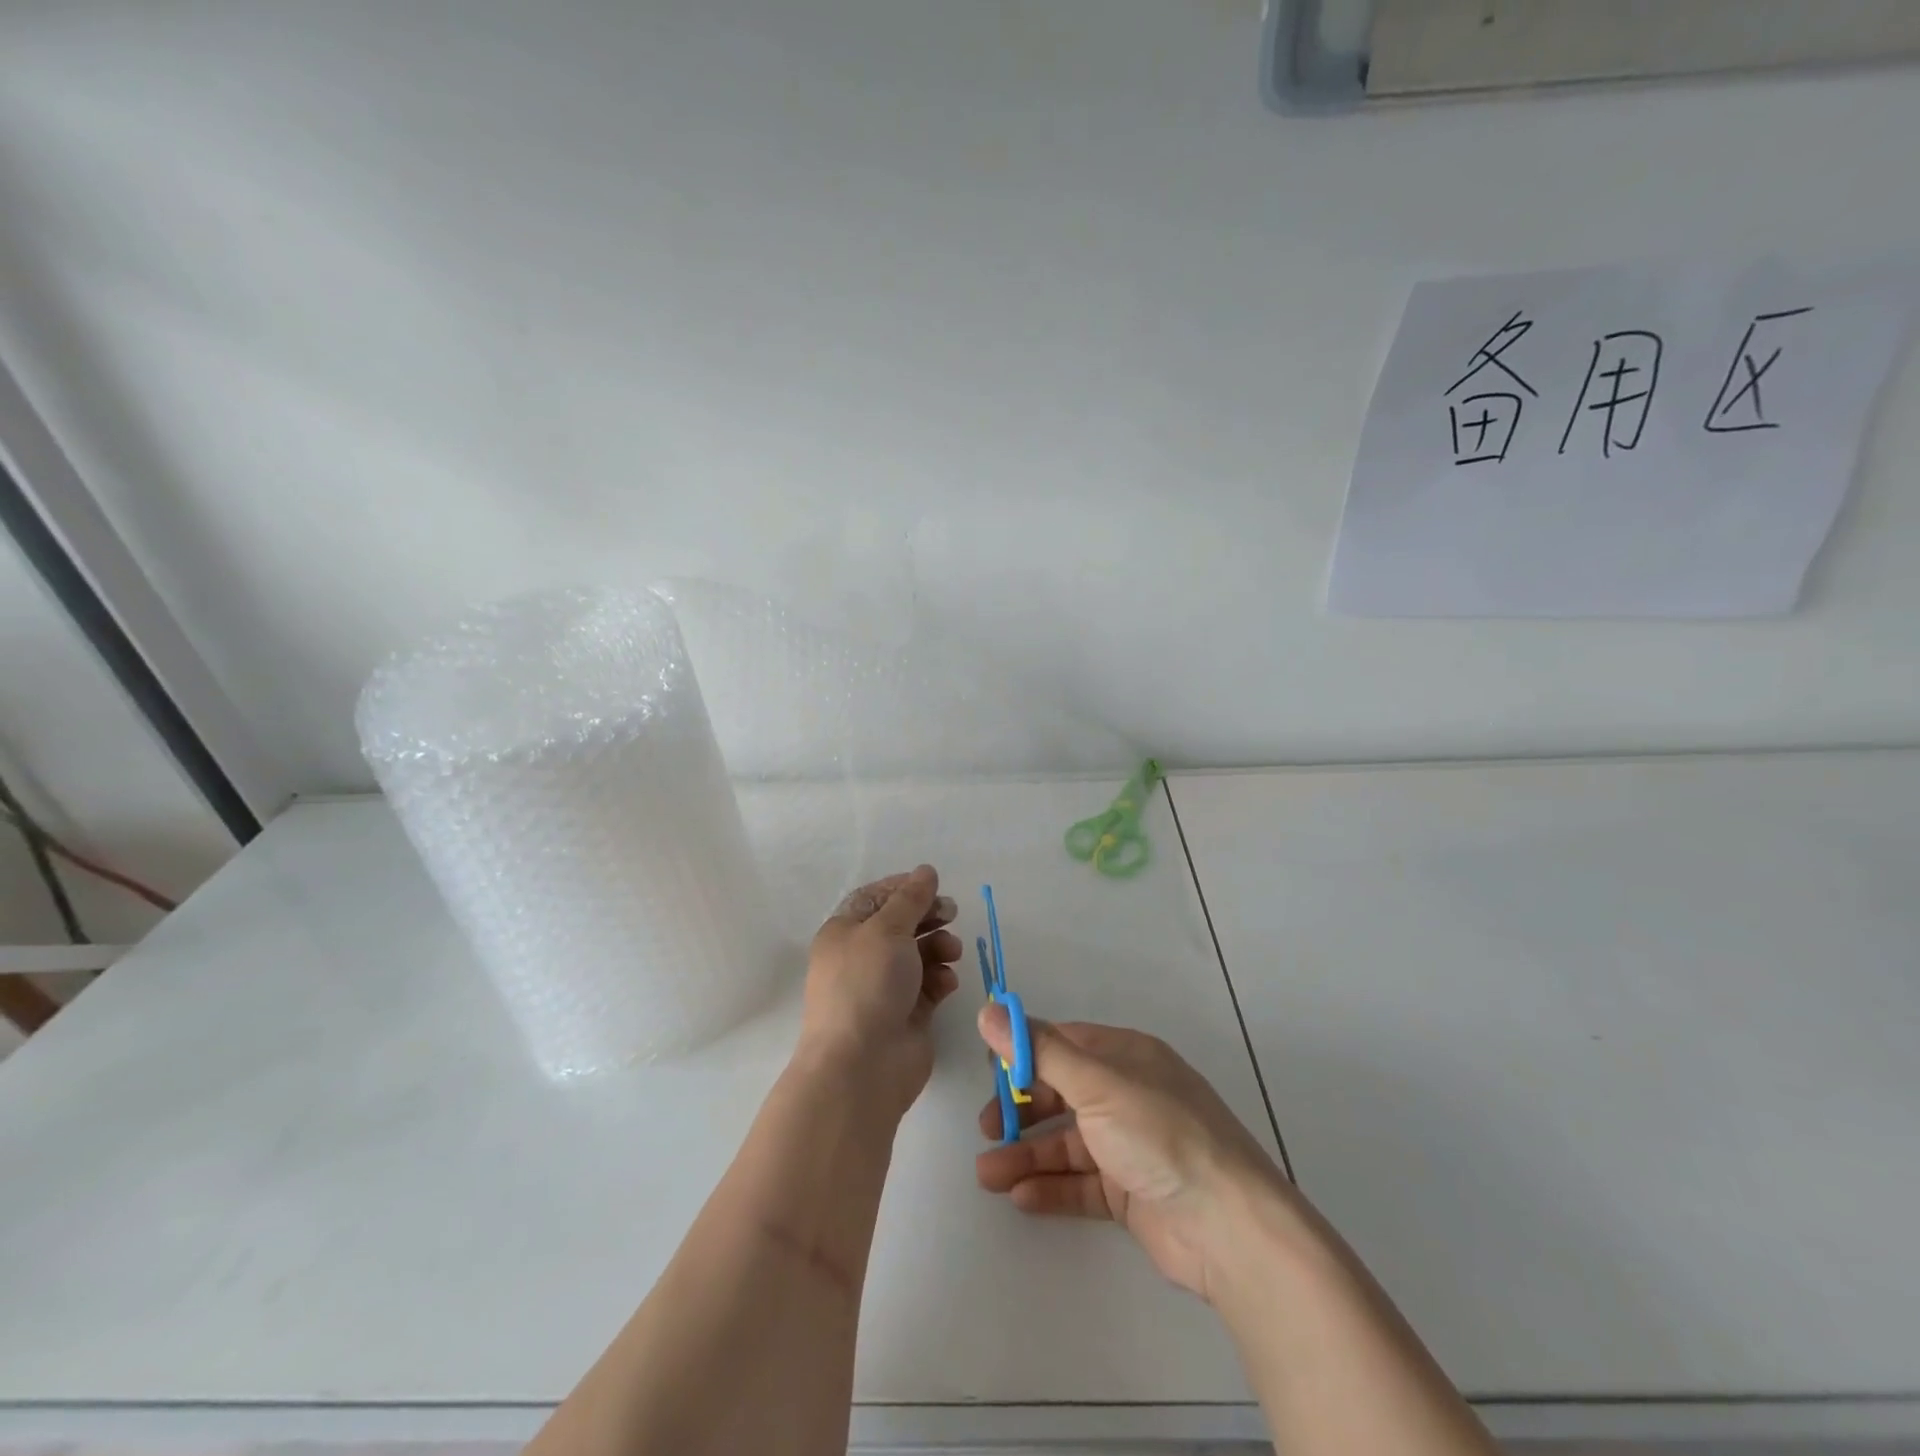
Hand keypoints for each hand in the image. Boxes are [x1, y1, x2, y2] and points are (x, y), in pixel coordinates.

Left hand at [799, 866, 962, 1120]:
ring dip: (939, 946)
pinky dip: (940, 978)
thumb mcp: (888, 929)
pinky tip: (947, 982)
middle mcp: (863, 957)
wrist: (862, 1065)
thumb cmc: (867, 984)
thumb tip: (926, 871)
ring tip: (952, 951)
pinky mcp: (907, 1013)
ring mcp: (885, 987)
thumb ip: (911, 898)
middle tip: (951, 912)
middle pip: (901, 925)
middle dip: (928, 916)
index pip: (875, 898)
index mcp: (845, 932)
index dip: (904, 888)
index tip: (933, 885)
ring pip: (919, 954)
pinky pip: (929, 985)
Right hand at [975, 1008, 1287, 1302]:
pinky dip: (1052, 1188)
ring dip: (1027, 1155)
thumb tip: (987, 1011)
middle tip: (985, 1129)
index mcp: (1125, 1056)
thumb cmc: (1159, 1135)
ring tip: (988, 1175)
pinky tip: (1021, 1197)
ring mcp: (1131, 1145)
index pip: (1063, 1044)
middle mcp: (1128, 1094)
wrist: (1228, 1227)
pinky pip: (1082, 1184)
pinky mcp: (1132, 1192)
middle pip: (1062, 1094)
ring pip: (1068, 1143)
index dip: (1024, 1054)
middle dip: (1021, 1110)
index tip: (989, 1072)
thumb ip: (1038, 1051)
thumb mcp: (1095, 1084)